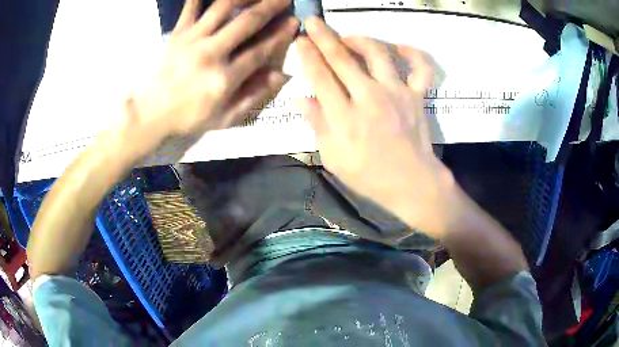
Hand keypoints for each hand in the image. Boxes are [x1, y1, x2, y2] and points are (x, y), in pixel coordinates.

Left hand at [122, 0, 297, 155]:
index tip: (293, 22)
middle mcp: (211, 53)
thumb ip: (253, 96)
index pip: (260, 50)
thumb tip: (280, 75)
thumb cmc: (187, 117)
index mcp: (224, 78)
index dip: (280, 35)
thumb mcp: (224, 118)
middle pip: (246, 22)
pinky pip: (191, 7)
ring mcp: (192, 39)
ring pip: (222, 7)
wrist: (149, 113)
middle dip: (270, 6)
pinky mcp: (177, 33)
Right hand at [296, 18, 454, 237]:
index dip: (308, 56)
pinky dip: (413, 54)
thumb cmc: (369, 175)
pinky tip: (400, 46)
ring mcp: (397, 93)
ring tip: (348, 36)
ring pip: (378, 53)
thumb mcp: (333, 158)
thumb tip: (300, 100)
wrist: (411, 183)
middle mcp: (369, 97)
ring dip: (360, 39)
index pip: (321, 77)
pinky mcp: (417, 95)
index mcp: (345, 116)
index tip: (299, 41)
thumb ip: (317, 125)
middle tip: (313, 21)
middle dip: (324, 37)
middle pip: (342, 59)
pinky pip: (420, 68)